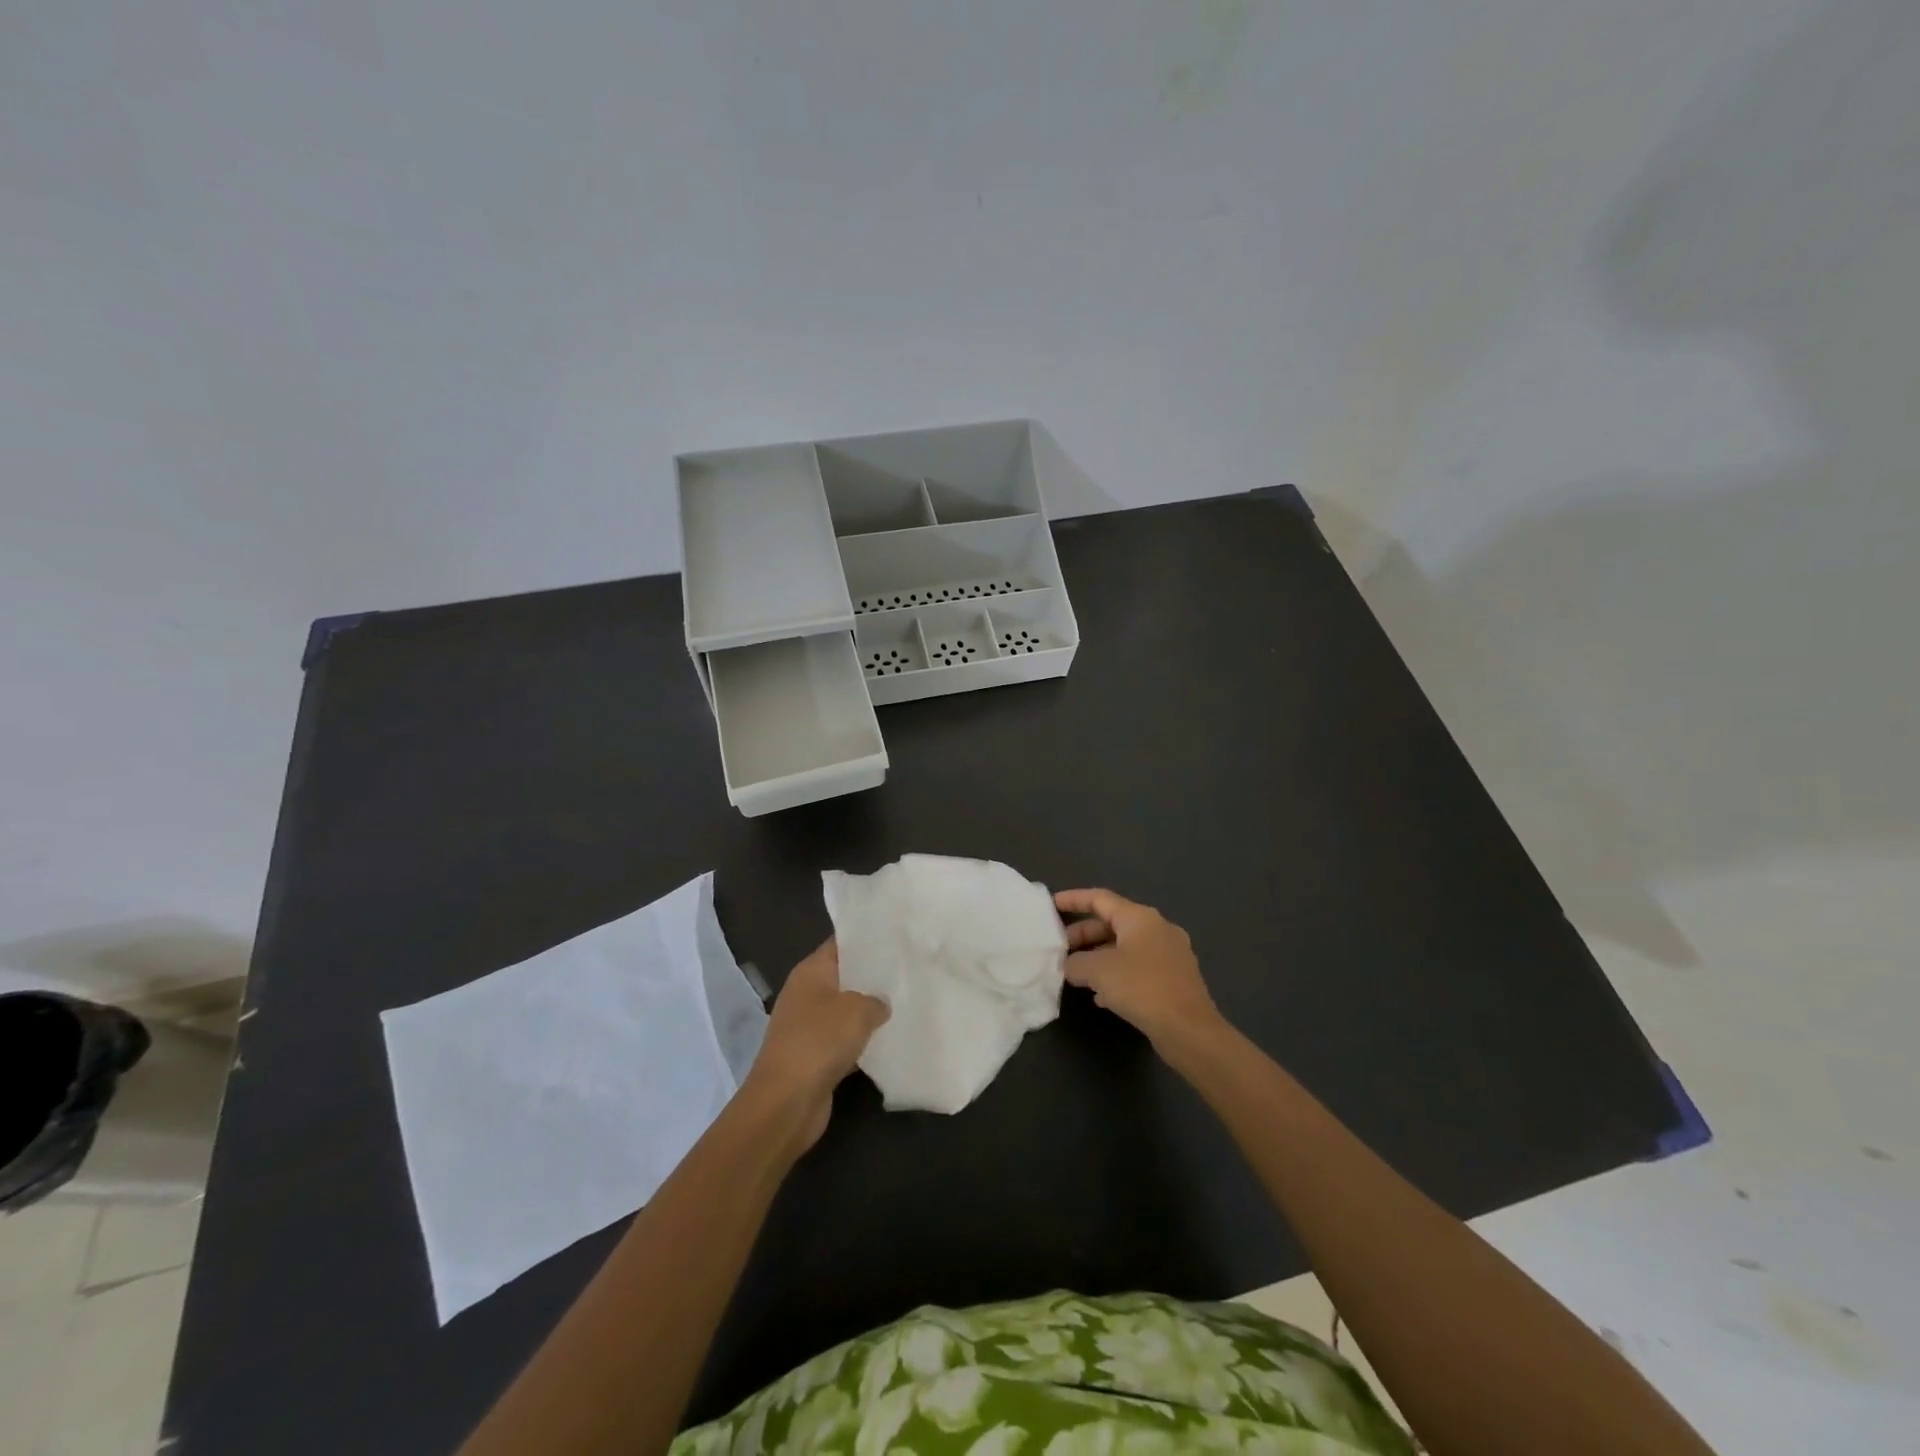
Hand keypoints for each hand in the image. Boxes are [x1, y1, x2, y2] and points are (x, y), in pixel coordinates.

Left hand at [741, 939, 888, 1153]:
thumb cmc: (819, 1041)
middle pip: (843, 977)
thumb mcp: (857, 1010)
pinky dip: (861, 1041)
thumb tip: (881, 1003)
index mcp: (810, 971)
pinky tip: (889, 1040)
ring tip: (905, 1002)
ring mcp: (807, 1026)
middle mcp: (806, 994)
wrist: (786, 1102)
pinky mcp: (813, 1056)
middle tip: (907, 970)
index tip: (895, 936)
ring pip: (845, 1011)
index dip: (865, 939)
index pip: (840, 944)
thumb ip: (875, 1000)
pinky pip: (843, 1040)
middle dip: (871, 976)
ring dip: (868, 1012)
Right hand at [1054, 889, 1222, 1049]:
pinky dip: (1116, 975)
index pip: (1100, 898)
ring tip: (1075, 973)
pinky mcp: (1173, 980)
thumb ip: (1076, 963)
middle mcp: (1157, 929)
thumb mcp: (1098, 971)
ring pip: (1124, 948)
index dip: (1073, 899)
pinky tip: (1101, 996)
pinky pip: (1137, 968)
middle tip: (1059, 950)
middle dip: (1083, 935)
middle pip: (1112, 924)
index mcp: (1140, 917)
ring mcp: (1169, 954)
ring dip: (1098, 957)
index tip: (1051, 905)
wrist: (1189, 1030)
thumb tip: (1070, 965)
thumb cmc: (1142, 988)